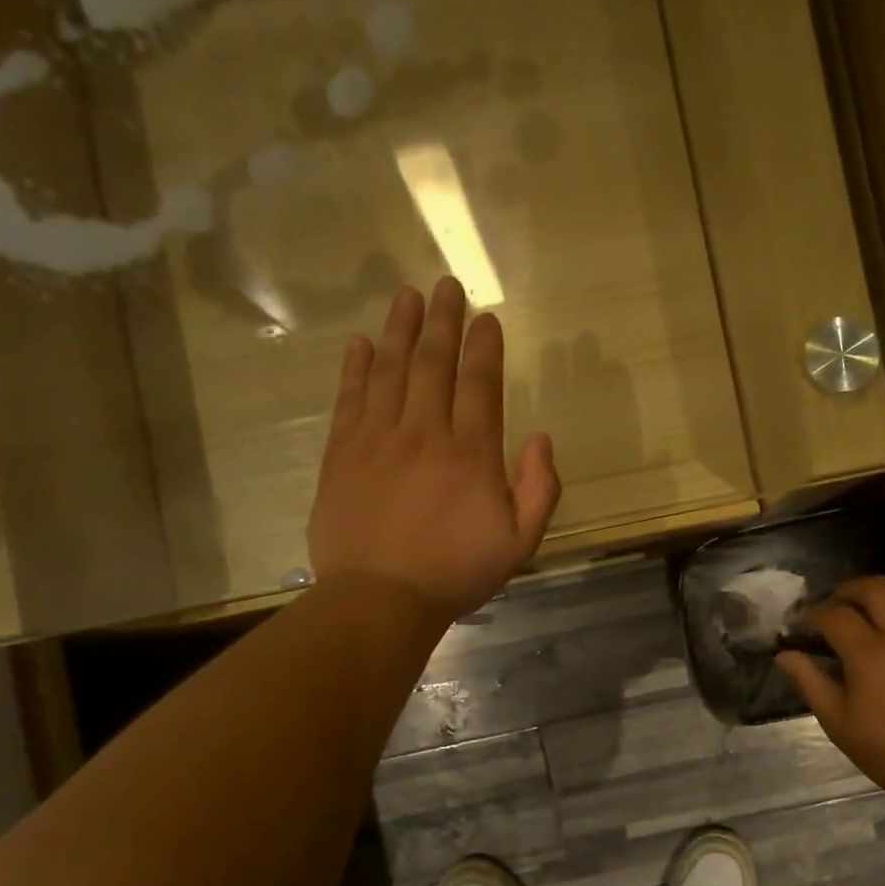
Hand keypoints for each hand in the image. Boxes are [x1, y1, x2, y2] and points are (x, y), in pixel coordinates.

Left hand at [308, 278, 560, 630]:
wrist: (380, 599)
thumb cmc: (456, 573)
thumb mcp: (521, 542)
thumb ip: (540, 489)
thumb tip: (541, 438)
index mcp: (471, 453)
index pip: (479, 384)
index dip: (483, 347)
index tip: (486, 317)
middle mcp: (424, 433)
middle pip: (434, 363)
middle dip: (442, 321)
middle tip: (446, 285)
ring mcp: (378, 439)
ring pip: (391, 370)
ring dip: (400, 330)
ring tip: (407, 296)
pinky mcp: (343, 454)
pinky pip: (350, 399)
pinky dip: (356, 368)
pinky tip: (362, 344)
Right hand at [777, 577, 884, 805]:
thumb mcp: (840, 724)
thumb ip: (810, 683)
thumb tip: (784, 655)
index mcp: (870, 653)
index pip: (835, 614)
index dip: (813, 614)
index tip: (803, 624)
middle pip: (876, 587)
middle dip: (849, 590)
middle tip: (836, 606)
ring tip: (875, 616)